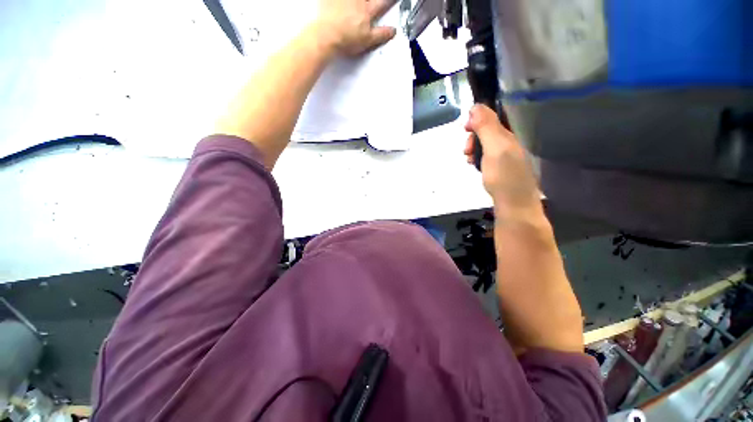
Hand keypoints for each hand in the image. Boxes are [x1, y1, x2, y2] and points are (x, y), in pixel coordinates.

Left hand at [314, 0, 396, 56]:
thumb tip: (393, 31)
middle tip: (369, 5)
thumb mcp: (367, 41)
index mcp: (368, 12)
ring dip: (358, 2)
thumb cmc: (346, 40)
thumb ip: (381, 34)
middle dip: (371, 1)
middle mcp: (358, 1)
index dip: (390, 1)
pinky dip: (341, 2)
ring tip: (358, 5)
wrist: (326, 37)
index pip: (383, 3)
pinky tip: (342, 4)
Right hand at [464, 105, 540, 216]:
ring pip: (485, 144)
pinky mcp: (501, 168)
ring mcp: (506, 156)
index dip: (478, 117)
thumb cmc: (503, 176)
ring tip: (469, 160)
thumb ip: (486, 127)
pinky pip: (487, 156)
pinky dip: (478, 158)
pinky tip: (475, 166)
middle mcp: (509, 143)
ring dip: (474, 149)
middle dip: (473, 136)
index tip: (465, 128)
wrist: (514, 204)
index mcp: (509, 135)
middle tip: (466, 150)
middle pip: (488, 131)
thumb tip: (476, 106)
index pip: (493, 116)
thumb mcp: (494, 148)